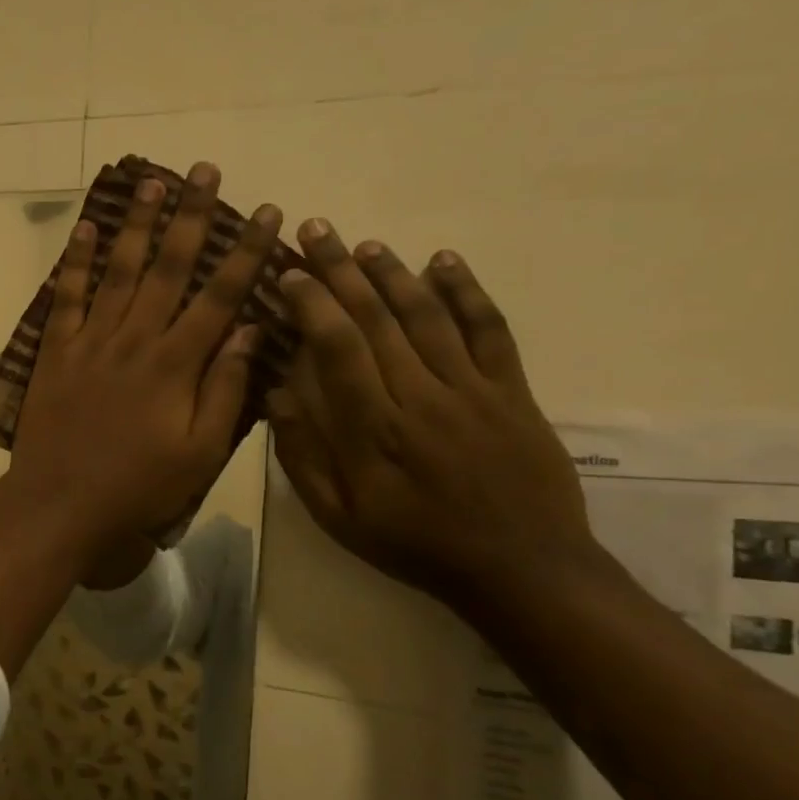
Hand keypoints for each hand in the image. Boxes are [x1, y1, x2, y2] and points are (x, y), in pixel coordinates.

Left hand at [8, 164, 280, 565]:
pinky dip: (74, 262)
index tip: (266, 212)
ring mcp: (91, 342)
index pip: (220, 295)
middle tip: (204, 170)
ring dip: (137, 226)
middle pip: (169, 268)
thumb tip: (248, 330)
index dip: (246, 251)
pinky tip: (84, 229)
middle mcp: (135, 340)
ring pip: (119, 271)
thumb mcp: (200, 453)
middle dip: (191, 217)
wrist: (60, 506)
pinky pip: (66, 297)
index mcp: (176, 365)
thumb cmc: (139, 488)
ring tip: (151, 183)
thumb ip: (225, 390)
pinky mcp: (55, 352)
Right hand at [267, 221, 599, 608]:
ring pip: (427, 316)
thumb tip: (276, 395)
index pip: (336, 348)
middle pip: (377, 319)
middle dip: (341, 270)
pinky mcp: (512, 391)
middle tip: (316, 230)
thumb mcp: (340, 518)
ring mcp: (472, 389)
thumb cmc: (416, 544)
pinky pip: (490, 330)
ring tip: (364, 243)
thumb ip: (304, 457)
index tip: (289, 273)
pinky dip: (468, 292)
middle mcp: (420, 396)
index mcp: (373, 430)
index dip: (312, 303)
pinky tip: (445, 261)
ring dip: (393, 273)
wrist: (522, 569)